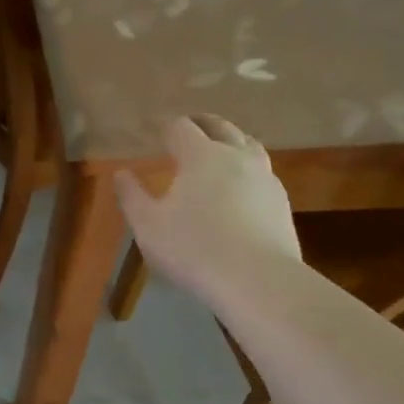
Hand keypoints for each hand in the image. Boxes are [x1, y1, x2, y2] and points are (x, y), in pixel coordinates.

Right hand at [113, 115, 300, 303]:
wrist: (256, 279)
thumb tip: (121, 173)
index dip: (166, 125)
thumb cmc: (193, 248)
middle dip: (202, 123)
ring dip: (231, 141)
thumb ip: (132, 196)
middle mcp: (237, 157)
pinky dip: (247, 169)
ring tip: (220, 149)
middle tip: (190, 126)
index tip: (156, 128)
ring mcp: (265, 178)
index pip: (181, 127)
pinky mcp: (281, 202)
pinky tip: (241, 187)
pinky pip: (262, 174)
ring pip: (249, 146)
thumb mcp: (148, 226)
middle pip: (221, 127)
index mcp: (201, 156)